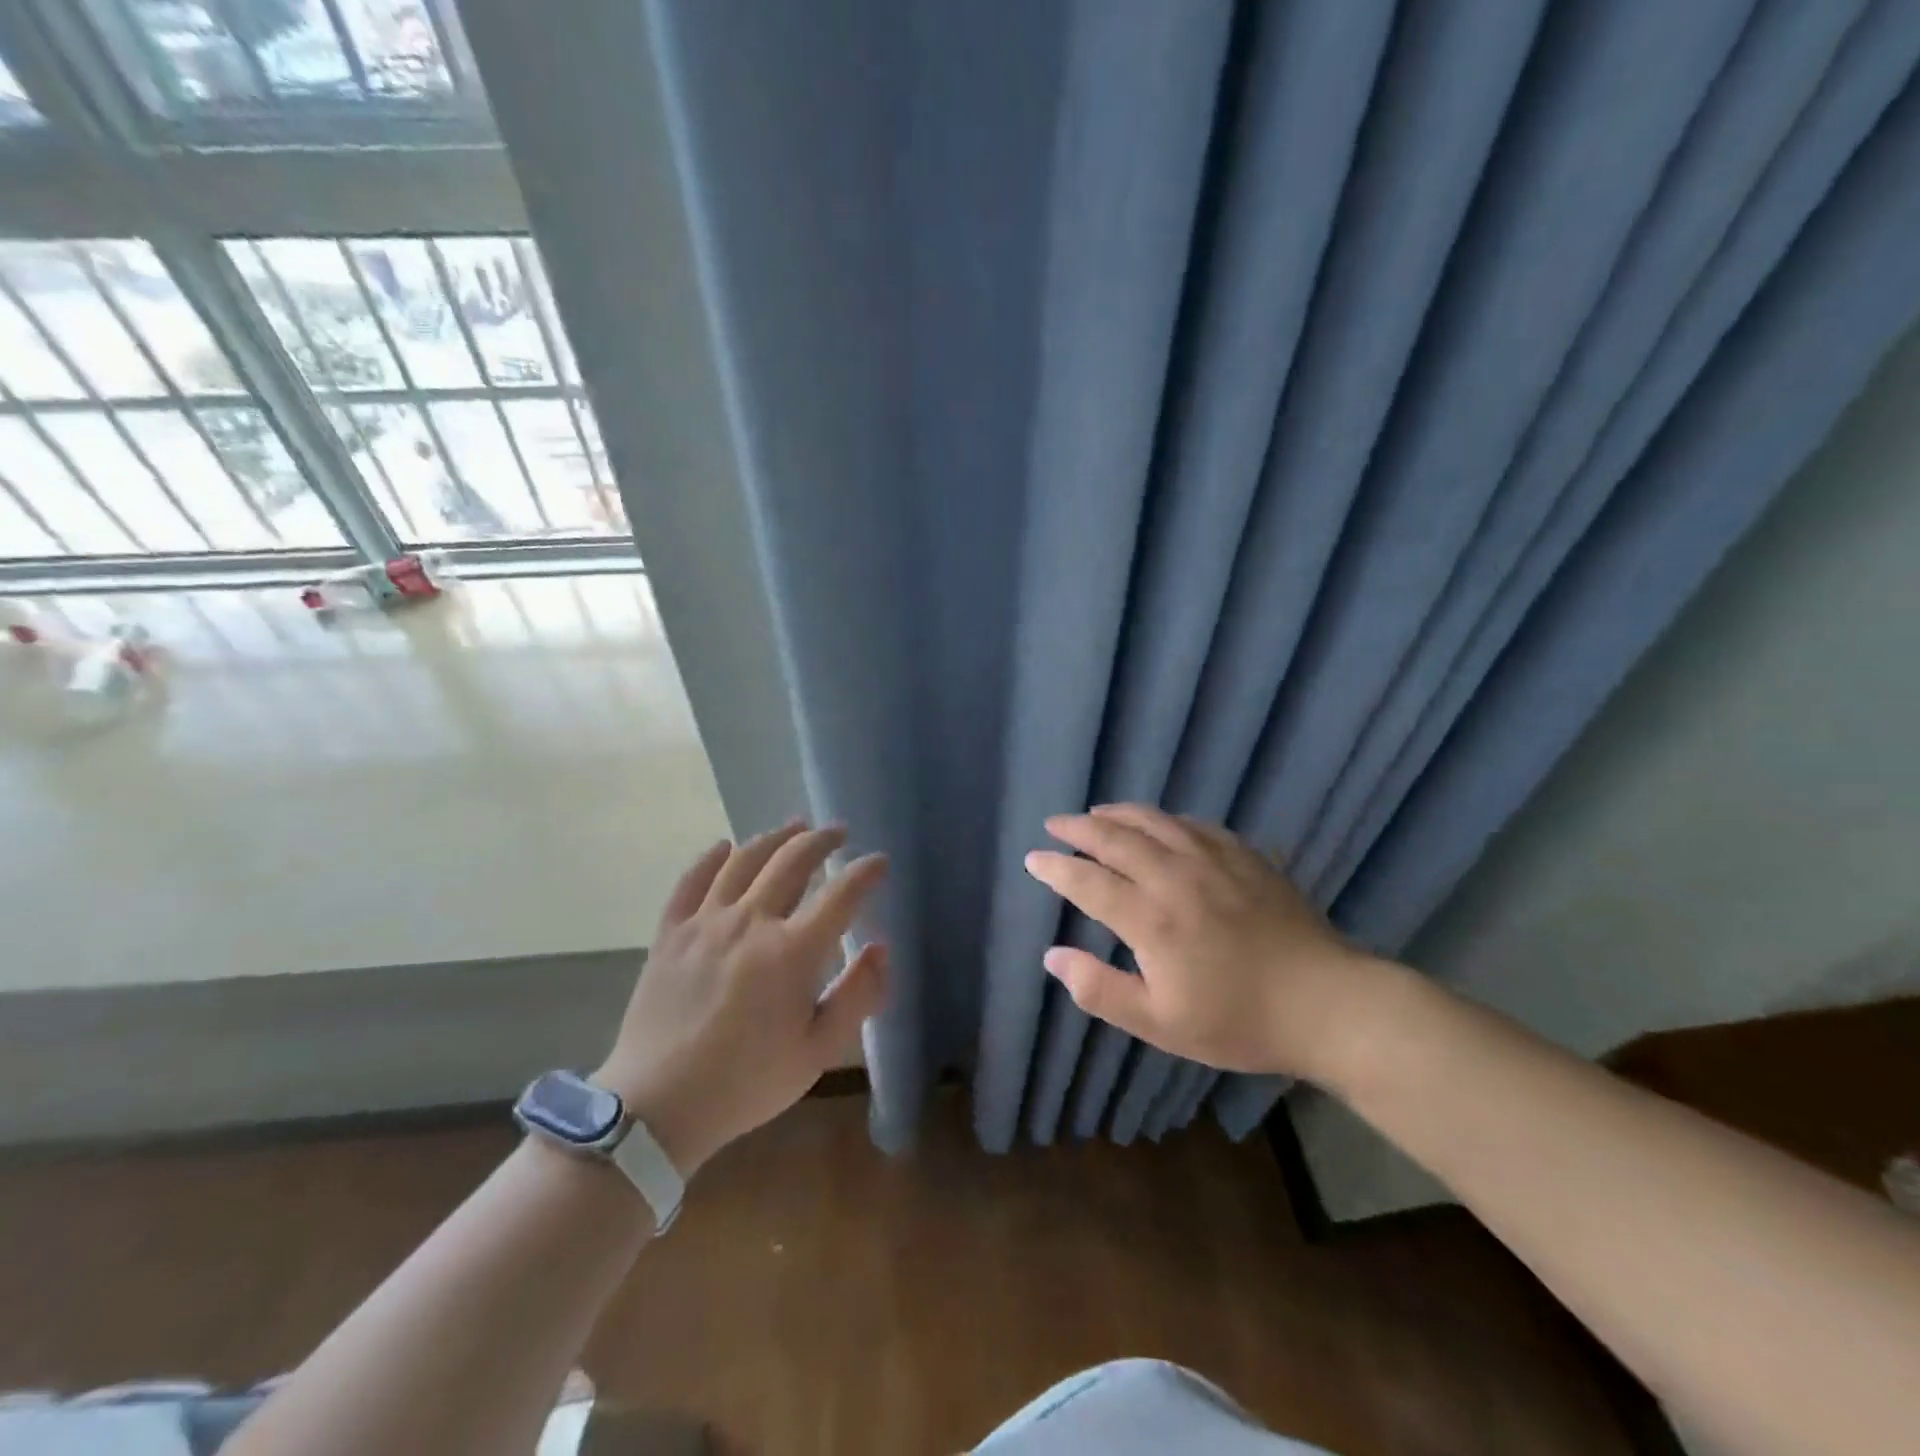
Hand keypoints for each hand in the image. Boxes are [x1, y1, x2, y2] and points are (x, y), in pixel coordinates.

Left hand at [594, 822, 887, 1175]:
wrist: (656, 1107)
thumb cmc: (747, 1083)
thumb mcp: (818, 1051)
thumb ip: (858, 996)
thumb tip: (880, 948)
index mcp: (792, 951)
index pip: (840, 894)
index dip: (865, 873)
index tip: (879, 862)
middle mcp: (751, 922)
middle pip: (792, 862)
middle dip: (821, 841)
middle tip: (838, 832)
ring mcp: (705, 922)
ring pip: (743, 860)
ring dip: (773, 838)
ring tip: (792, 827)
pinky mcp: (670, 933)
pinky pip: (691, 880)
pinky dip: (710, 858)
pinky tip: (724, 847)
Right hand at [1024, 804, 1394, 1086]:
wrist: (1327, 1004)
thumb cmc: (1238, 1020)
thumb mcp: (1160, 1024)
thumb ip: (1100, 990)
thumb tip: (1052, 956)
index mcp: (1150, 918)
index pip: (1087, 881)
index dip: (1056, 869)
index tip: (1033, 859)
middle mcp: (1174, 877)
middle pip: (1115, 839)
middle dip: (1079, 829)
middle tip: (1055, 824)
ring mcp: (1212, 860)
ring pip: (1153, 822)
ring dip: (1117, 814)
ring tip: (1096, 812)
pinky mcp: (1244, 857)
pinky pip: (1193, 824)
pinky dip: (1164, 819)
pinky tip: (1159, 823)